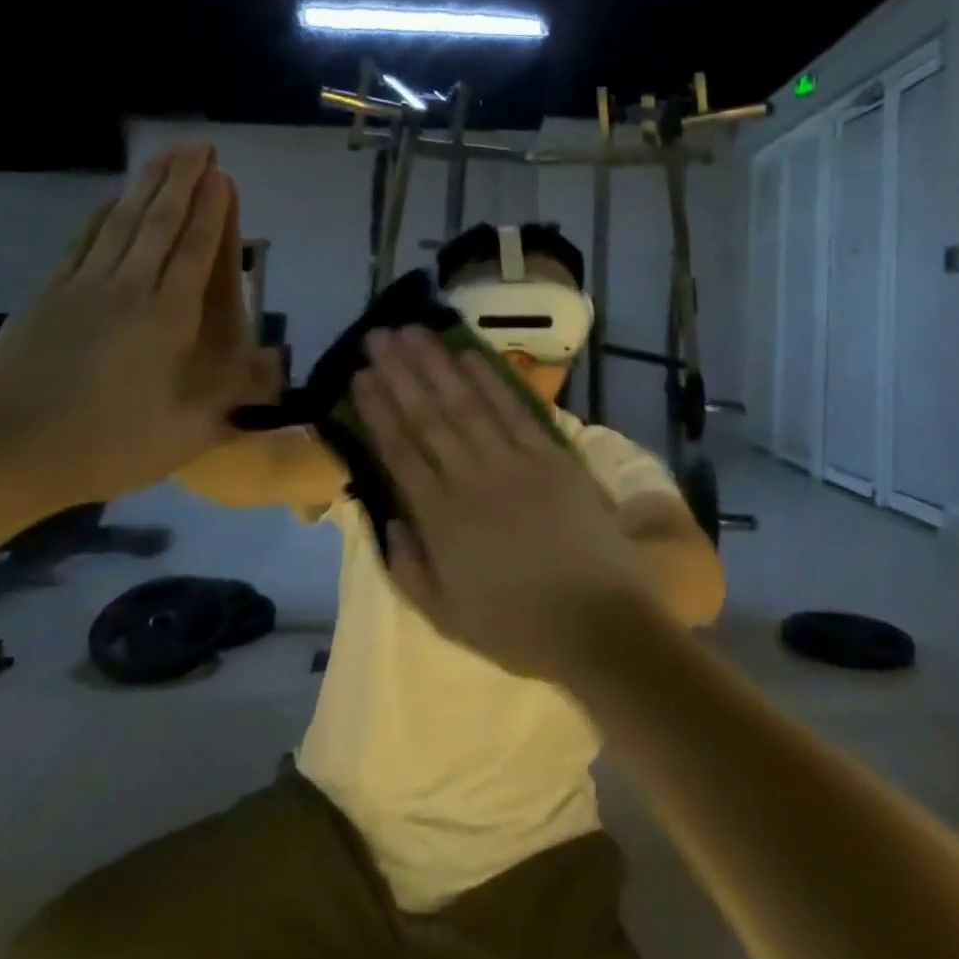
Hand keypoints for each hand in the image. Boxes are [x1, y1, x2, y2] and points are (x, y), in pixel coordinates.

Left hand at [0, 145, 266, 509]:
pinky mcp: (48, 295)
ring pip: (122, 223)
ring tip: (165, 155)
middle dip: (183, 180)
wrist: (5, 453)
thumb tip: (278, 361)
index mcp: (166, 318)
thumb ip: (234, 393)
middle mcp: (128, 289)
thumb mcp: (187, 433)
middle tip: (199, 144)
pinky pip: (83, 242)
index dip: (211, 210)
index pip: (195, 251)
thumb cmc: (107, 445)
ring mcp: (83, 287)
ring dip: (146, 185)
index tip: (222, 174)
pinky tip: (111, 200)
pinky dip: (102, 215)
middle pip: (159, 223)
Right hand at [351, 327, 664, 681]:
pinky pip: (514, 410)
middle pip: (428, 417)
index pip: (400, 453)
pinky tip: (468, 355)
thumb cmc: (519, 627)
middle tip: (377, 337)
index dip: (377, 411)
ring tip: (412, 332)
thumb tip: (388, 518)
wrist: (599, 624)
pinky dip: (490, 380)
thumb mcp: (446, 618)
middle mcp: (470, 480)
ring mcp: (514, 463)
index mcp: (440, 521)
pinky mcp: (551, 457)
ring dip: (436, 365)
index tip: (359, 377)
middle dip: (399, 373)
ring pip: (465, 404)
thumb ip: (409, 568)